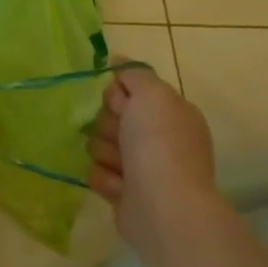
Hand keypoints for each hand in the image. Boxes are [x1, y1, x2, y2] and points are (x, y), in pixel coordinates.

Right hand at [87, 67, 220, 253]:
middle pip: (111, 118)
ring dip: (105, 153)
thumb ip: (134, 72)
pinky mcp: (124, 193)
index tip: (119, 105)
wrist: (164, 206)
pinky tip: (120, 186)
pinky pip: (98, 173)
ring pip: (100, 145)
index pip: (129, 92)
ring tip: (121, 166)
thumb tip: (117, 60)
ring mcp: (142, 168)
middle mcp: (158, 140)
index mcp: (170, 114)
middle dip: (108, 125)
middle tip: (121, 137)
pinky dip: (105, 178)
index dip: (117, 96)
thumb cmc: (160, 143)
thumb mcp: (152, 93)